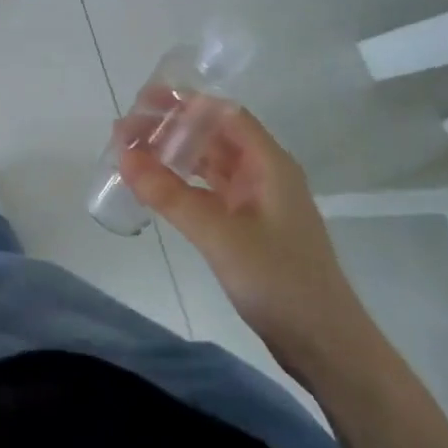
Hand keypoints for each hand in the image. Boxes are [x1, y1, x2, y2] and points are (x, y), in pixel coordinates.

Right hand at [119, 107, 357, 352]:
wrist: (324, 344)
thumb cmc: (278, 280)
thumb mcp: (219, 234)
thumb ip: (169, 194)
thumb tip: (123, 154)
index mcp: (269, 163)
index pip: (224, 114)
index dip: (185, 104)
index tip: (143, 103)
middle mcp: (265, 174)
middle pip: (215, 136)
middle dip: (173, 128)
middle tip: (128, 130)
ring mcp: (258, 202)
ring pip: (211, 164)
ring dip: (175, 156)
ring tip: (134, 153)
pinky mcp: (250, 228)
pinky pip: (211, 192)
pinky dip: (183, 185)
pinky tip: (158, 188)